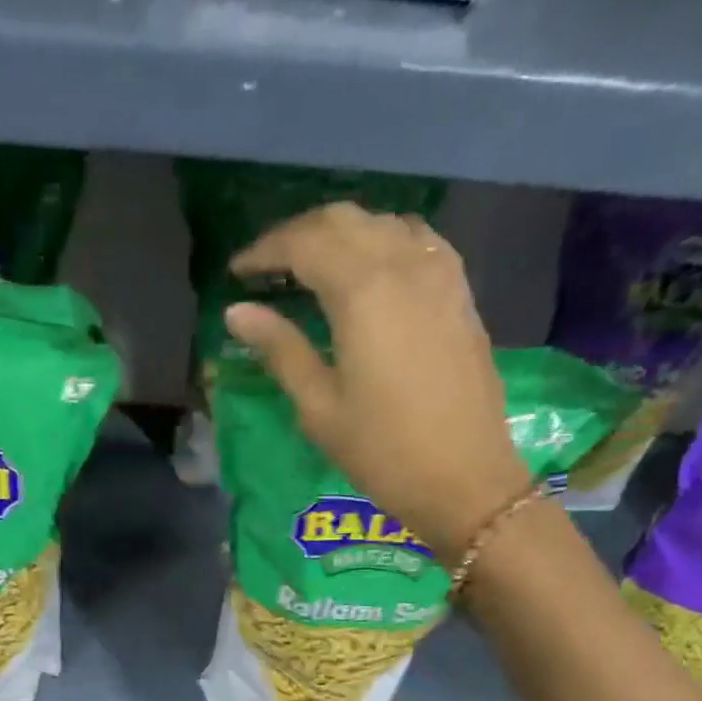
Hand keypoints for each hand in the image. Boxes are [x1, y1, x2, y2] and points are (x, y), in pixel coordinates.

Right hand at [224, 203, 527, 561]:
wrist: (465, 479)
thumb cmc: (382, 452)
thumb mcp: (319, 408)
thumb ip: (280, 350)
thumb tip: (237, 312)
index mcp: (362, 291)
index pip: (304, 244)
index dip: (265, 251)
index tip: (236, 271)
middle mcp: (404, 264)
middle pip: (344, 221)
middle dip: (299, 234)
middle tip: (267, 266)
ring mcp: (440, 274)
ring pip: (383, 224)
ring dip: (342, 235)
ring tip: (313, 267)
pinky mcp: (460, 293)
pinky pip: (417, 242)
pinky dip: (382, 243)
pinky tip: (369, 272)